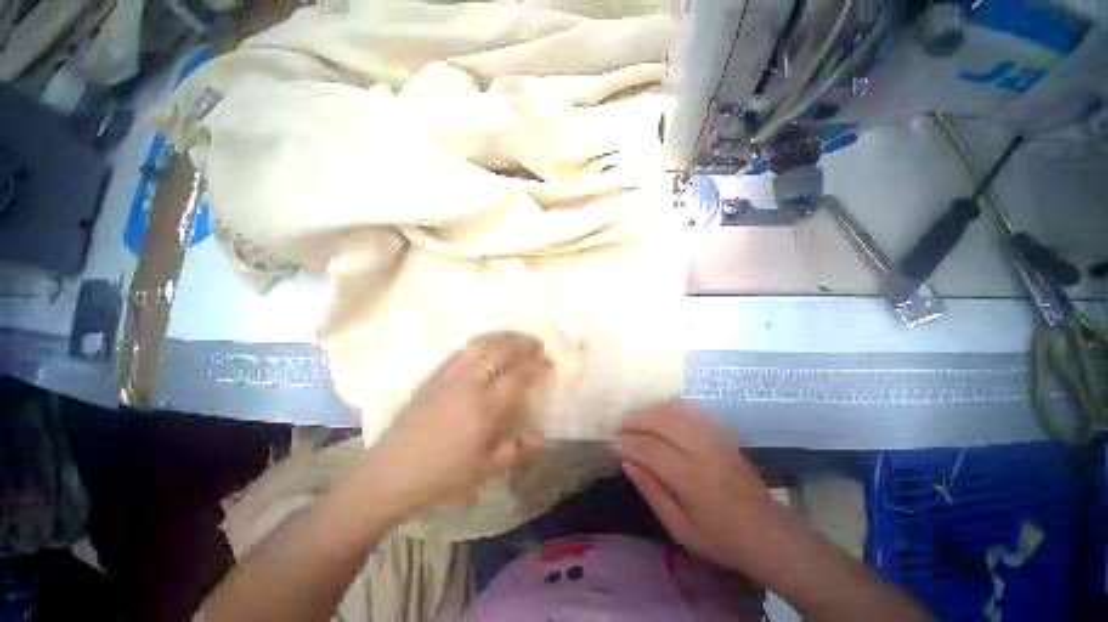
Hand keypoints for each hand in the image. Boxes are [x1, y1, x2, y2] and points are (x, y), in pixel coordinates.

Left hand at [363, 332, 549, 515]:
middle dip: (523, 342)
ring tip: (516, 337)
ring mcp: (450, 376)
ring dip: (503, 336)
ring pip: (481, 344)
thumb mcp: (485, 469)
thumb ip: (517, 450)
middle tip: (537, 344)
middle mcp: (470, 384)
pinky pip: (462, 350)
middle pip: (501, 350)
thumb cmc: (443, 475)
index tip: (549, 361)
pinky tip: (486, 345)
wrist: (391, 472)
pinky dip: (481, 342)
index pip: (518, 375)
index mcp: (486, 407)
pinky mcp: (435, 375)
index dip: (537, 364)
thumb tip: (543, 439)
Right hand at [617, 402, 778, 572]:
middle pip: (663, 423)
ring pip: (678, 413)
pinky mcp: (724, 436)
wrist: (769, 534)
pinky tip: (663, 409)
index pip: (650, 450)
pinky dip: (675, 406)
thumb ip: (652, 493)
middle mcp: (703, 451)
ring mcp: (716, 440)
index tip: (611, 443)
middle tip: (621, 424)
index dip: (627, 444)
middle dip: (638, 420)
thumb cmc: (722, 539)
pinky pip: (695, 412)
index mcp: (692, 479)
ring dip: (653, 410)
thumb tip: (627, 464)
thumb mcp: (681, 530)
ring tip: (637, 414)